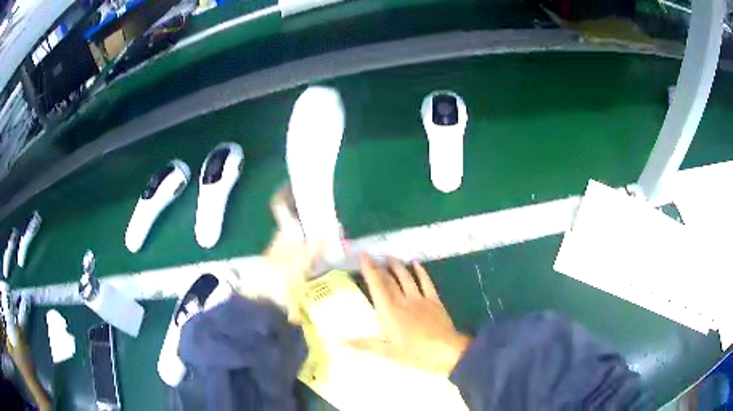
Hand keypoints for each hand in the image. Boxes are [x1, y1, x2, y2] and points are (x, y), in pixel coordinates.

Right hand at [349, 253, 470, 374]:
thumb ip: (364, 345)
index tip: (363, 256)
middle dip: (379, 266)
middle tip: (371, 255)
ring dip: (397, 265)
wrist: (444, 350)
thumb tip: (341, 341)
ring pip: (406, 277)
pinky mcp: (434, 300)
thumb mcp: (387, 352)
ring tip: (389, 256)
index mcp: (389, 311)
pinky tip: (416, 263)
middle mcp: (403, 300)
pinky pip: (426, 282)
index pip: (377, 286)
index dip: (369, 269)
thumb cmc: (413, 353)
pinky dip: (420, 271)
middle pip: (389, 279)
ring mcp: (420, 299)